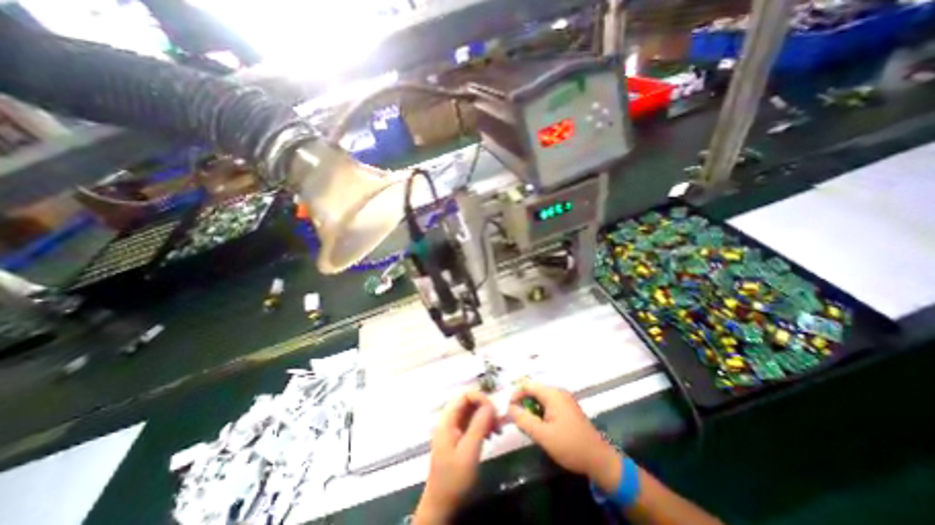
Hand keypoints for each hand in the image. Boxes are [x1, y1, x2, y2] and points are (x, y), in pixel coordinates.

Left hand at [413, 388, 495, 522]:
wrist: (441, 505)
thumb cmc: (454, 479)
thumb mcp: (469, 452)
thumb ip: (479, 425)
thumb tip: (490, 405)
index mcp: (448, 420)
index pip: (464, 395)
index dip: (480, 398)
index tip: (494, 411)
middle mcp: (450, 420)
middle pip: (469, 402)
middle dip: (485, 408)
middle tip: (498, 421)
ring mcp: (454, 428)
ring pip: (472, 412)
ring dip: (486, 417)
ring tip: (497, 430)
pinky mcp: (459, 437)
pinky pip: (472, 423)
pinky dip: (483, 425)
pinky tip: (491, 436)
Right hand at [508, 382, 622, 490]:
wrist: (599, 460)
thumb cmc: (570, 446)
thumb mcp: (543, 435)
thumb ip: (524, 420)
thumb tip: (509, 408)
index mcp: (552, 394)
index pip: (527, 385)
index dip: (516, 395)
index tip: (509, 410)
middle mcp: (558, 392)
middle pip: (534, 391)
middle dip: (524, 403)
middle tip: (519, 421)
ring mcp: (564, 400)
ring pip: (540, 398)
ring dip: (532, 409)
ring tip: (529, 426)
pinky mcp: (568, 408)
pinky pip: (548, 404)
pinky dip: (541, 412)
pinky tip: (541, 427)